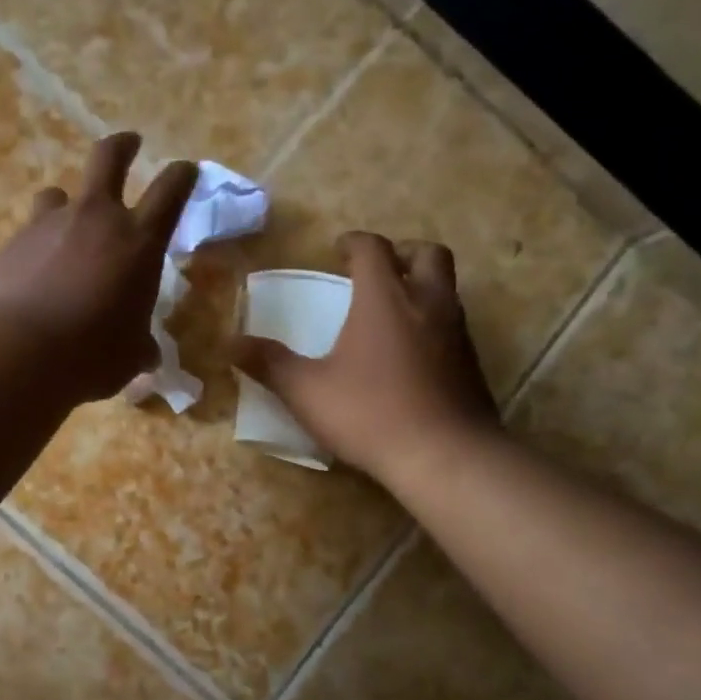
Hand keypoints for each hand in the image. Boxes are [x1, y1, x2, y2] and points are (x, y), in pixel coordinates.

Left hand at [0, 133, 197, 401]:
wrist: (17, 352)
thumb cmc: (91, 355)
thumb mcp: (129, 356)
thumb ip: (139, 346)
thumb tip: (146, 353)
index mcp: (138, 241)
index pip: (170, 191)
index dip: (182, 175)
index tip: (185, 169)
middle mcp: (95, 219)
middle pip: (109, 157)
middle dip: (122, 146)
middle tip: (128, 143)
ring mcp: (48, 225)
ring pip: (58, 194)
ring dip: (66, 205)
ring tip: (65, 227)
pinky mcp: (10, 243)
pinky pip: (28, 235)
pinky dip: (35, 248)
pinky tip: (31, 276)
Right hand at [232, 232, 499, 480]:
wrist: (445, 456)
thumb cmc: (369, 413)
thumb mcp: (306, 391)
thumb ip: (269, 364)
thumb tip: (229, 343)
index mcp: (385, 299)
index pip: (373, 249)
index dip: (353, 242)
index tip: (337, 250)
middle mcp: (427, 304)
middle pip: (427, 254)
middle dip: (401, 253)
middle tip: (375, 271)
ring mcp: (457, 333)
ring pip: (445, 289)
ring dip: (419, 287)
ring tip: (389, 313)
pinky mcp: (471, 363)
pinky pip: (452, 325)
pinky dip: (431, 323)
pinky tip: (409, 354)